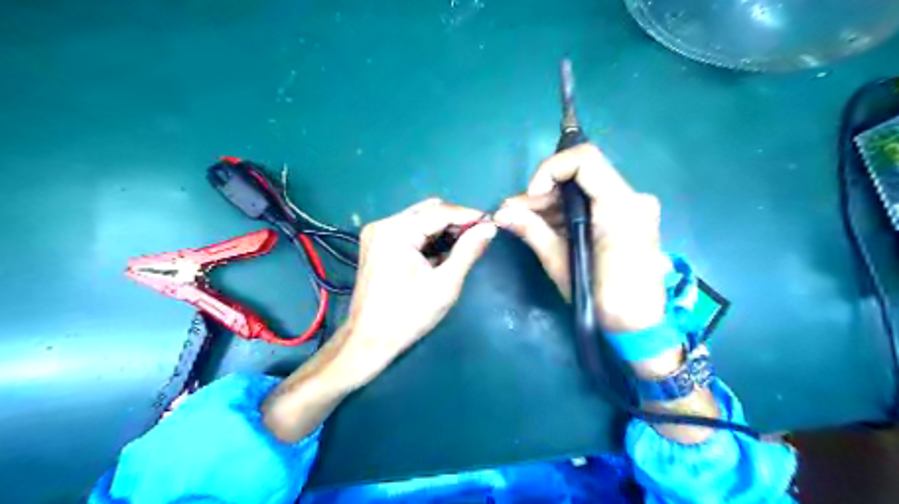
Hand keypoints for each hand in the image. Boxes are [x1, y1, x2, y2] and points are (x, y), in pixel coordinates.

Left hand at [333, 199, 497, 387]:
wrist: (370, 340)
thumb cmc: (409, 315)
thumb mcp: (445, 283)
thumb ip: (468, 251)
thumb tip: (489, 228)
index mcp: (396, 231)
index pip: (439, 212)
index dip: (468, 215)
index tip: (491, 222)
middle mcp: (384, 225)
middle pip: (428, 212)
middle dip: (455, 222)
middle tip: (479, 236)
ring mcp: (378, 234)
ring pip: (420, 221)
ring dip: (443, 230)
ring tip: (465, 246)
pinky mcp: (378, 245)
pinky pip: (410, 232)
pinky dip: (429, 239)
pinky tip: (444, 253)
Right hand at [494, 143, 669, 334]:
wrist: (639, 328)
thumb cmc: (603, 299)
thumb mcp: (562, 263)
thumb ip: (533, 231)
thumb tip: (501, 213)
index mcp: (620, 206)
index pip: (584, 160)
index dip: (550, 170)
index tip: (531, 196)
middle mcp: (632, 198)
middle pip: (580, 176)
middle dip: (543, 192)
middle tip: (514, 212)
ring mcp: (632, 208)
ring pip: (583, 191)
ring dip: (550, 204)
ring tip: (521, 220)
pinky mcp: (627, 220)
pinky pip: (592, 205)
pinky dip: (566, 214)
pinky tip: (543, 226)